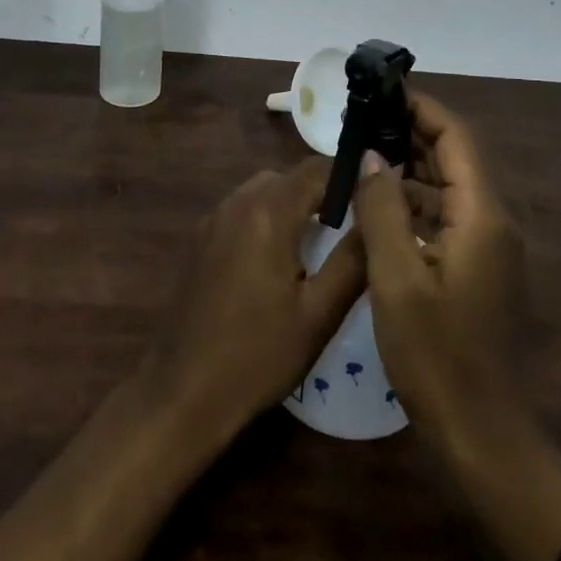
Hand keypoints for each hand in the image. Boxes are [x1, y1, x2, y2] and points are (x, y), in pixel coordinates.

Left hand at [142, 159, 366, 446]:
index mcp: (268, 213)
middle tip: (348, 228)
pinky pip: (239, 211)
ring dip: (290, 204)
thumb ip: (353, 259)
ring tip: (315, 245)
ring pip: (261, 191)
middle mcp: (237, 203)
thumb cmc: (259, 355)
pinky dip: (264, 218)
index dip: (348, 177)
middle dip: (319, 193)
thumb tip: (377, 215)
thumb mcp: (319, 314)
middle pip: (287, 177)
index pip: (315, 168)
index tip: (373, 199)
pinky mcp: (198, 240)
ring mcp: (212, 220)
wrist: (183, 391)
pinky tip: (274, 261)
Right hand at [354, 92, 528, 441]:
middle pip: (453, 157)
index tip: (382, 90)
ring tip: (361, 150)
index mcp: (481, 216)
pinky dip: (412, 200)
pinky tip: (377, 203)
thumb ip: (382, 210)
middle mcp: (492, 221)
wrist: (482, 434)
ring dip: (408, 165)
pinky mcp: (475, 267)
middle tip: (362, 117)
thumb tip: (371, 157)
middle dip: (410, 131)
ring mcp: (486, 246)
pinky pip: (443, 215)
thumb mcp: (397, 278)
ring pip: (447, 186)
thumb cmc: (436, 355)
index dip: (421, 108)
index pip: (456, 138)